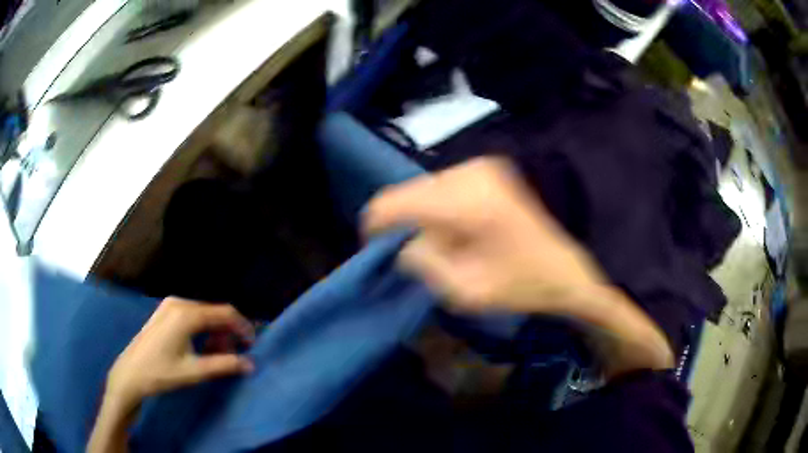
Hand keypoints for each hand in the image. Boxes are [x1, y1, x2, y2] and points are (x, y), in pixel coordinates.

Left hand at [105, 298, 254, 411]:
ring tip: (216, 355)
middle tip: (232, 356)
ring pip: (202, 314)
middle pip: (213, 312)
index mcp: (186, 314)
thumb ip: (224, 365)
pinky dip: (201, 330)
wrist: (130, 373)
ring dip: (214, 333)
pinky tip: (200, 348)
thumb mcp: (194, 371)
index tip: (252, 344)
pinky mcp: (164, 313)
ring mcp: (169, 306)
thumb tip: (250, 364)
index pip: (224, 313)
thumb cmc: (161, 372)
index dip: (242, 327)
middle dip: (227, 333)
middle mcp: (178, 303)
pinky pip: (190, 316)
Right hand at [363, 157, 672, 374]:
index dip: (376, 226)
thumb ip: (423, 264)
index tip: (378, 249)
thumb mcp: (468, 291)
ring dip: (426, 217)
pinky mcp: (491, 168)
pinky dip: (443, 209)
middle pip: (409, 193)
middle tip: (421, 256)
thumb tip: (402, 244)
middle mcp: (469, 172)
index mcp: (465, 202)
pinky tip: (464, 230)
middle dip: (404, 225)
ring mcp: (482, 166)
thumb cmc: (529, 282)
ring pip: (427, 188)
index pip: (393, 202)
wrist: (578, 260)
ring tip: (449, 246)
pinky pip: (447, 186)